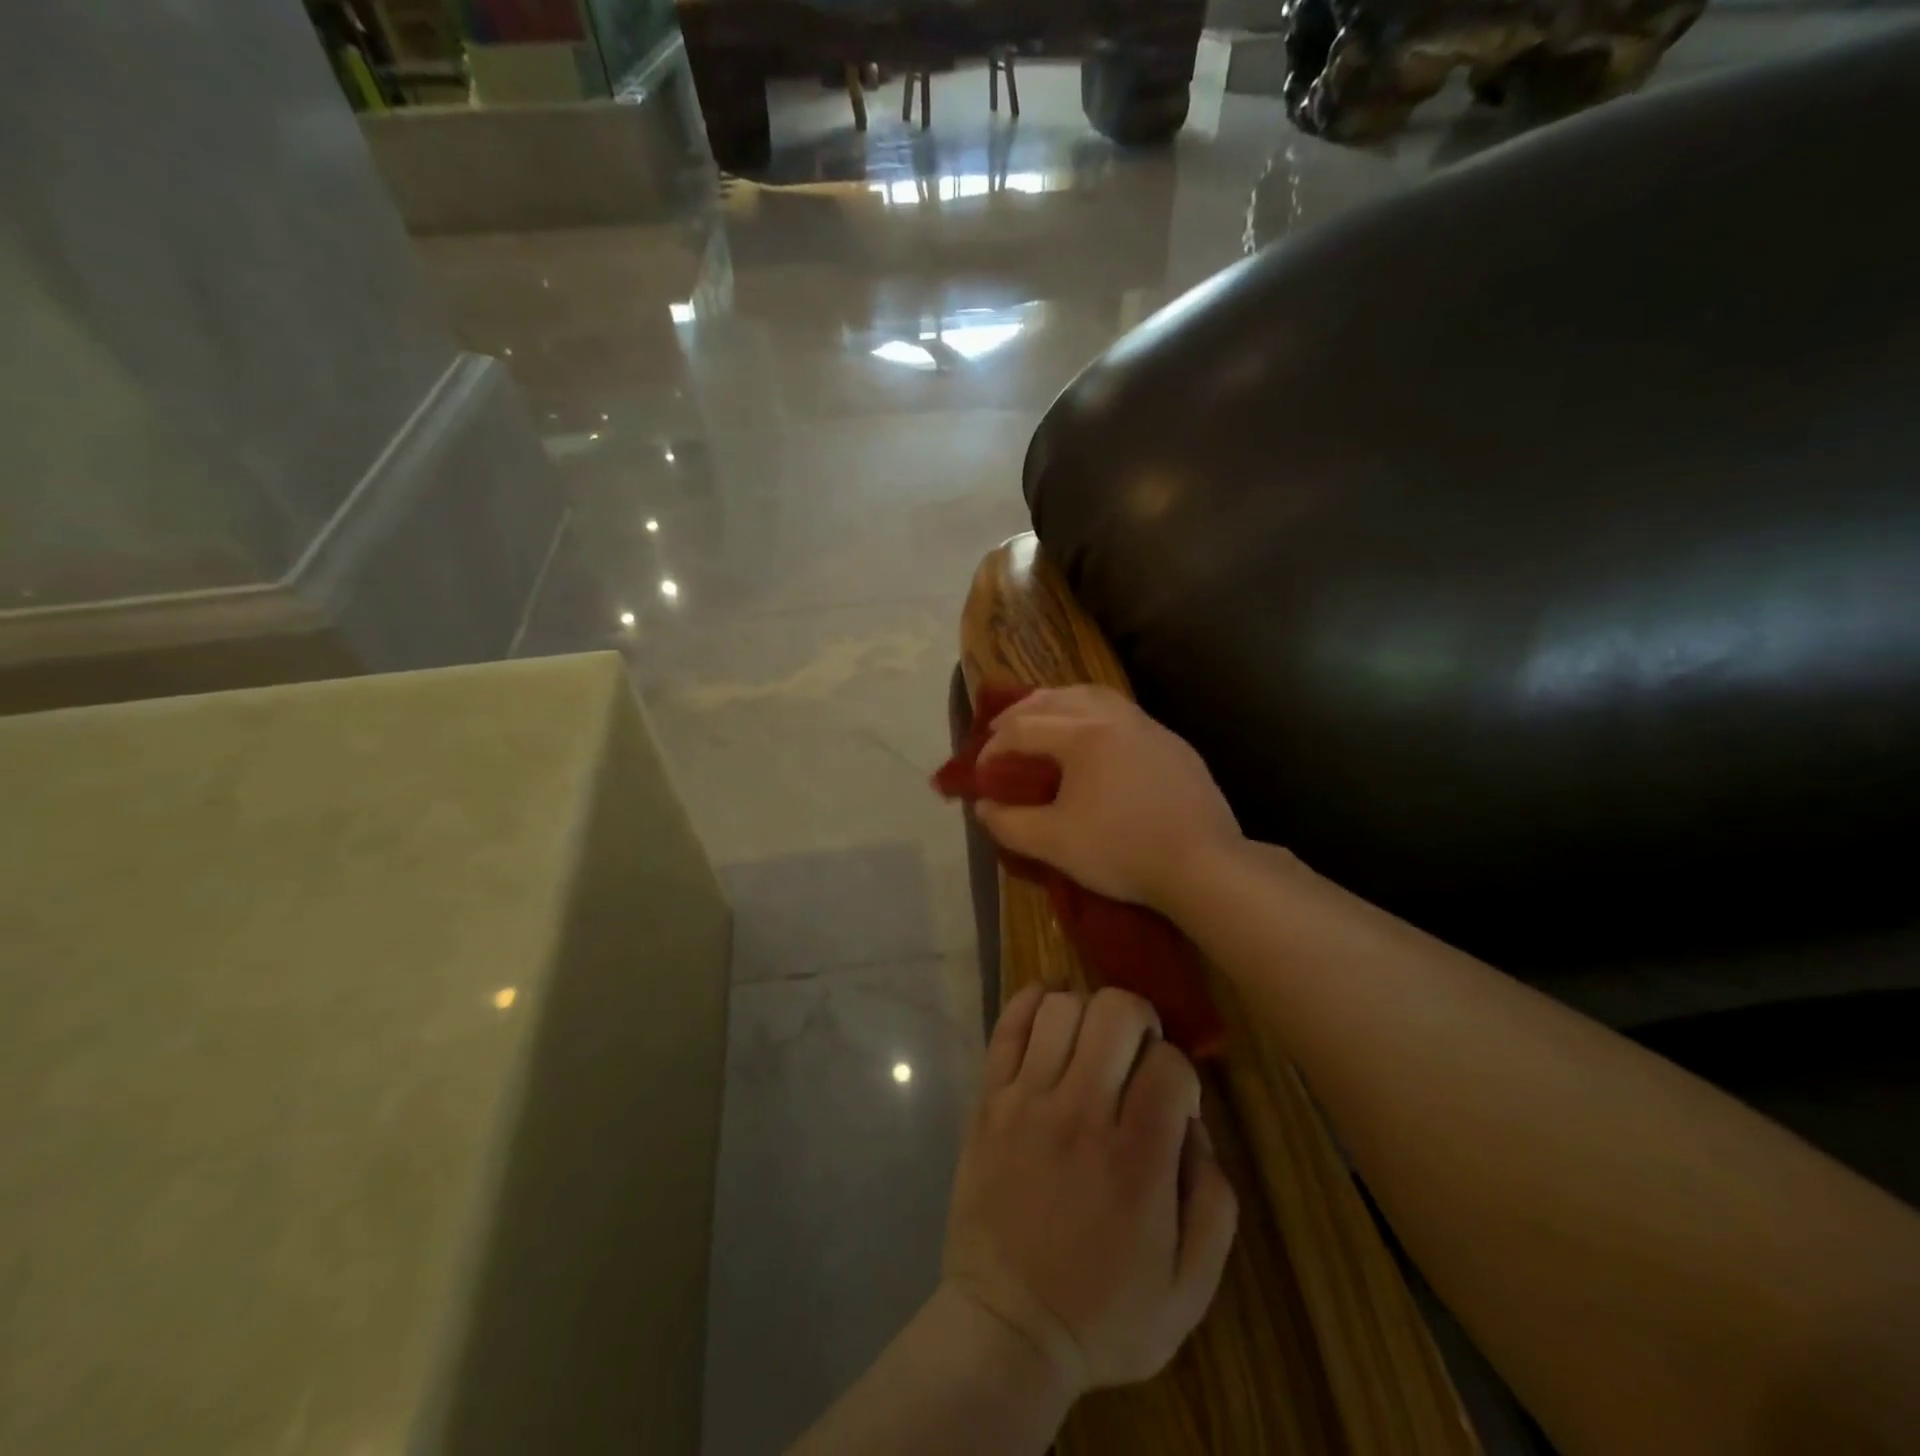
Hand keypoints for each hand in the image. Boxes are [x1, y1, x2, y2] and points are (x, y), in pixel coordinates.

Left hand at [941, 984, 1238, 1395]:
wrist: (1006, 1327)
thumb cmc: (1104, 1313)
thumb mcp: (1190, 1287)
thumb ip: (1214, 1201)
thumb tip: (1194, 1126)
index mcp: (1136, 1160)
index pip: (1170, 1064)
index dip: (1181, 1072)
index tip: (1172, 1099)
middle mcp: (1080, 1113)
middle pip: (1116, 1013)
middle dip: (1141, 1019)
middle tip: (1138, 1052)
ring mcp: (1026, 1100)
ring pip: (1062, 1007)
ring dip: (1088, 1012)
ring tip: (1093, 1041)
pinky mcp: (989, 1099)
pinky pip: (1008, 1025)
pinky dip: (1033, 1002)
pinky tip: (1051, 1010)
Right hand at [975, 685, 1244, 914]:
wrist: (1204, 865)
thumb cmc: (1123, 851)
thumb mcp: (1054, 844)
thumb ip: (1009, 823)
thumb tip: (984, 806)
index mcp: (1083, 734)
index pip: (1022, 728)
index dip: (992, 749)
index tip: (981, 776)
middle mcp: (1114, 717)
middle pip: (1056, 698)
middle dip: (1021, 713)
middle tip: (1000, 734)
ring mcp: (1149, 726)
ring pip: (1094, 696)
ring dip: (1059, 704)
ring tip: (1043, 722)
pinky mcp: (1172, 743)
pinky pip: (1122, 713)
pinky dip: (1093, 715)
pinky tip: (1094, 741)